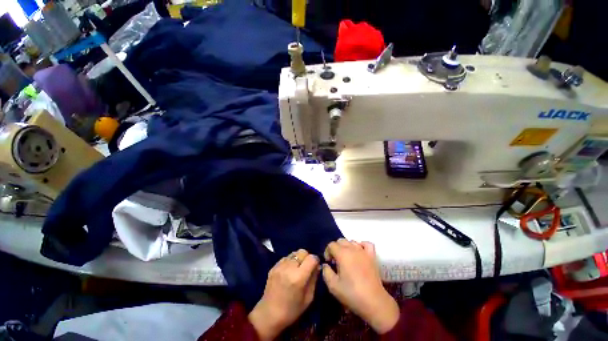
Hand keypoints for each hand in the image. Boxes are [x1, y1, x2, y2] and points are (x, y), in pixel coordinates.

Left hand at [249, 249, 319, 340]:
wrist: (269, 315)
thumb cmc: (292, 310)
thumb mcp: (308, 298)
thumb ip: (314, 279)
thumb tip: (317, 266)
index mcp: (298, 277)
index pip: (311, 258)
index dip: (316, 260)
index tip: (316, 266)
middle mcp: (289, 268)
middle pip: (302, 252)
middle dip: (307, 257)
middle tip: (307, 267)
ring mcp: (280, 266)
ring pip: (294, 253)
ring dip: (298, 258)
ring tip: (298, 268)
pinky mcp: (274, 266)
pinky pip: (286, 257)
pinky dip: (290, 261)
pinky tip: (289, 271)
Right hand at [322, 239, 399, 333]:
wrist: (374, 302)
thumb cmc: (352, 294)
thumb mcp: (333, 286)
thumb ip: (326, 272)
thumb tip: (325, 265)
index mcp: (342, 254)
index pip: (331, 245)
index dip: (327, 252)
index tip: (329, 263)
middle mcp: (352, 249)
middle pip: (341, 241)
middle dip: (336, 249)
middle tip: (336, 262)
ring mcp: (363, 251)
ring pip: (352, 241)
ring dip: (347, 247)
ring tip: (347, 259)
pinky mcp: (372, 256)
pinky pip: (366, 244)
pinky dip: (361, 245)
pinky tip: (359, 253)